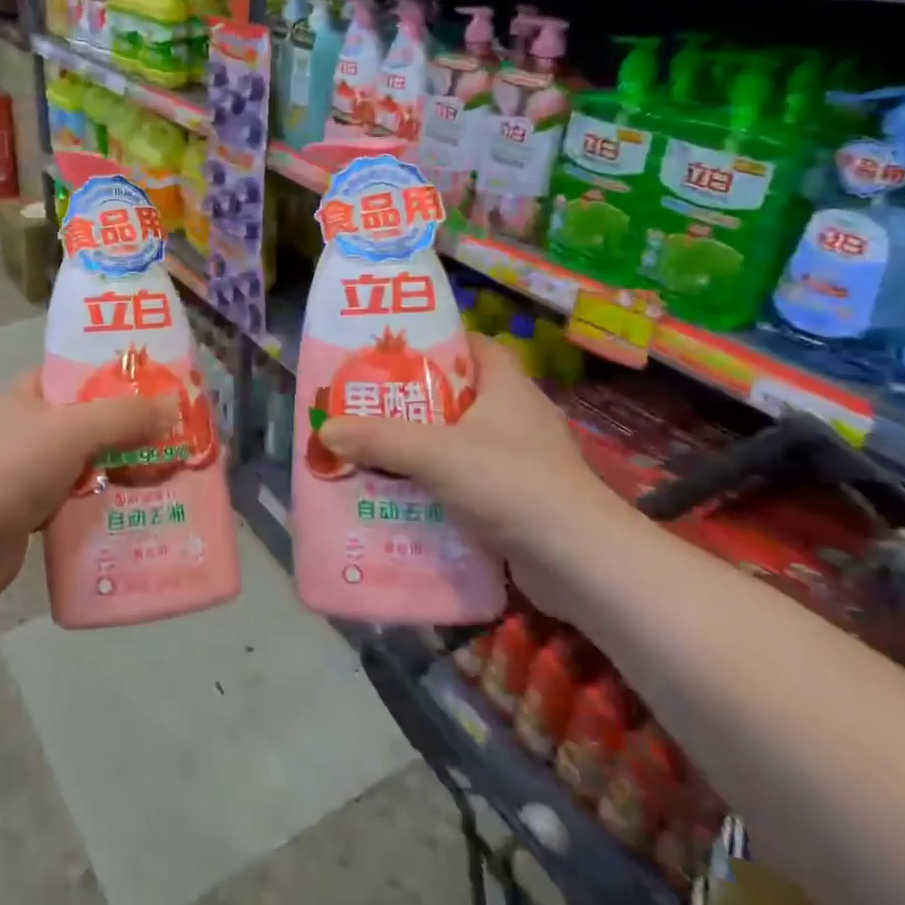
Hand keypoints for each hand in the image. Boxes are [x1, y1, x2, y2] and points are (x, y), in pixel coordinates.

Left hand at [0, 371, 172, 602]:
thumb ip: (125, 416)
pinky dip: (104, 500)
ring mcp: (28, 469)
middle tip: (173, 434)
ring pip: (87, 460)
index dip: (116, 374)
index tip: (158, 385)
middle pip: (89, 418)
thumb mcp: (74, 430)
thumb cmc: (14, 469)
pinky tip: (137, 507)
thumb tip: (173, 406)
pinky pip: (79, 496)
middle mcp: (28, 426)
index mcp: (29, 393)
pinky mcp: (32, 508)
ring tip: (167, 471)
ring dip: (121, 467)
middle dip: (129, 427)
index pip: (78, 372)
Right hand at [319, 332, 612, 555]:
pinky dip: (439, 486)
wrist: (579, 563)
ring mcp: (523, 462)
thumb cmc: (511, 483)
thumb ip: (379, 439)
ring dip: (423, 448)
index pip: (475, 346)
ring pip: (461, 442)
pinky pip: (469, 482)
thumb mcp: (435, 453)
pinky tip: (406, 497)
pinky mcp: (520, 501)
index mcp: (508, 388)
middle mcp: (519, 418)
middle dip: (415, 401)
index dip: (438, 341)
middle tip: (369, 405)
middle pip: (460, 395)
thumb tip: (325, 429)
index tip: (394, 351)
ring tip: (376, 451)